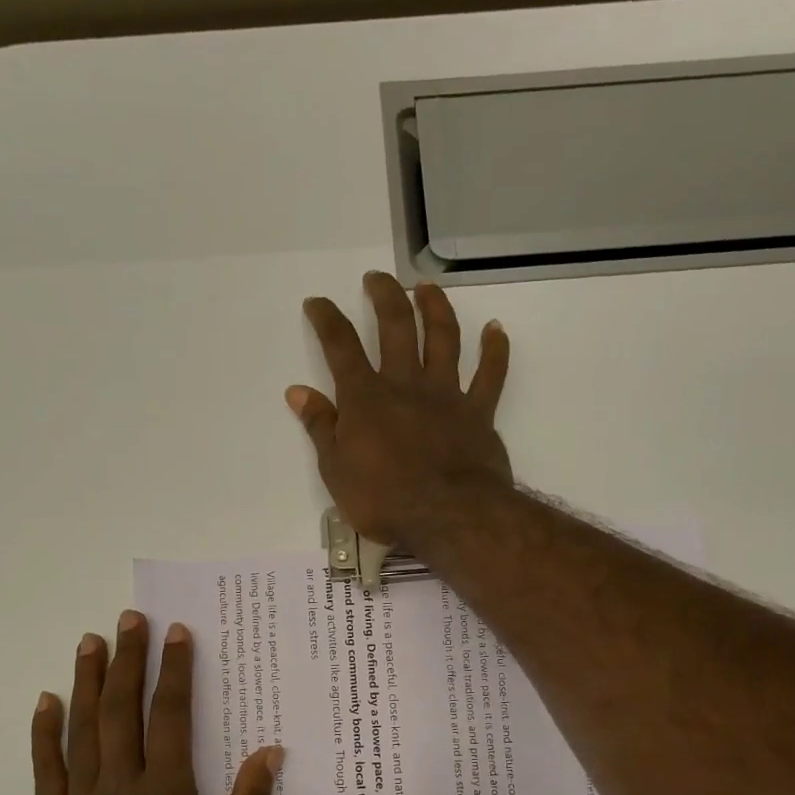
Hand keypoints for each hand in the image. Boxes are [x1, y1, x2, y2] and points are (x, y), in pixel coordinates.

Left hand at [32, 610, 281, 794]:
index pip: (170, 715)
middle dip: (127, 660)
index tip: (175, 632)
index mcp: (165, 790)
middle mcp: (121, 783)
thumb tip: (271, 752)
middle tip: (128, 619)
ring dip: (86, 682)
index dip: (174, 671)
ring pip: (82, 729)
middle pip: (121, 709)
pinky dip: (44, 734)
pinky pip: (47, 770)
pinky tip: (44, 702)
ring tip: (89, 642)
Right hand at [288, 272, 511, 547]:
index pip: (340, 347)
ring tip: (426, 288)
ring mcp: (446, 395)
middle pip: (396, 327)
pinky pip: (491, 375)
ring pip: (443, 338)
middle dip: (384, 297)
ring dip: (435, 308)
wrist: (448, 516)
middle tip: (377, 278)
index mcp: (366, 398)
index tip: (317, 302)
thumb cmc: (384, 500)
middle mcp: (406, 384)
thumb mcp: (336, 471)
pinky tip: (495, 328)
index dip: (326, 319)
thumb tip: (298, 391)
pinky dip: (495, 350)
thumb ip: (321, 427)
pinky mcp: (478, 412)